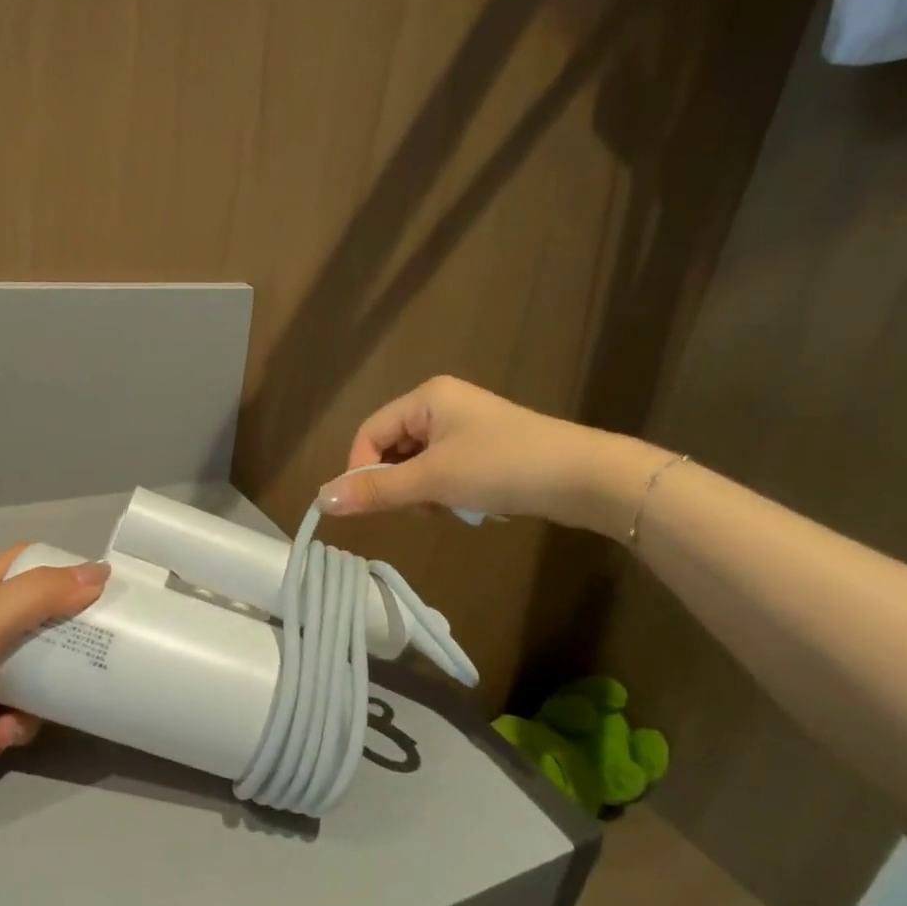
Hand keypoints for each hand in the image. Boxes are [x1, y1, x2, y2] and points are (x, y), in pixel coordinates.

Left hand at [0, 546, 108, 810]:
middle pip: (31, 627)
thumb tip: (99, 573)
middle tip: (80, 676)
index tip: (100, 599)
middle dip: (56, 656)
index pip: (28, 564)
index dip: (64, 574)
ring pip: (17, 680)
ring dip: (26, 708)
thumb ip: (37, 598)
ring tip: (12, 731)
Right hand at [315, 375, 662, 536]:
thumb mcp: (433, 480)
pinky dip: (446, 490)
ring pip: (418, 462)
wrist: (585, 478)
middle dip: (398, 482)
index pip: (369, 432)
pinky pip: (444, 468)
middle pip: (393, 447)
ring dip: (422, 490)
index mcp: (425, 397)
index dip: (362, 470)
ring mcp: (466, 425)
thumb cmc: (502, 467)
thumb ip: (376, 491)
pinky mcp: (486, 447)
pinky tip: (468, 504)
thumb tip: (321, 501)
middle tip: (420, 507)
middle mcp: (442, 403)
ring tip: (448, 507)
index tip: (372, 506)